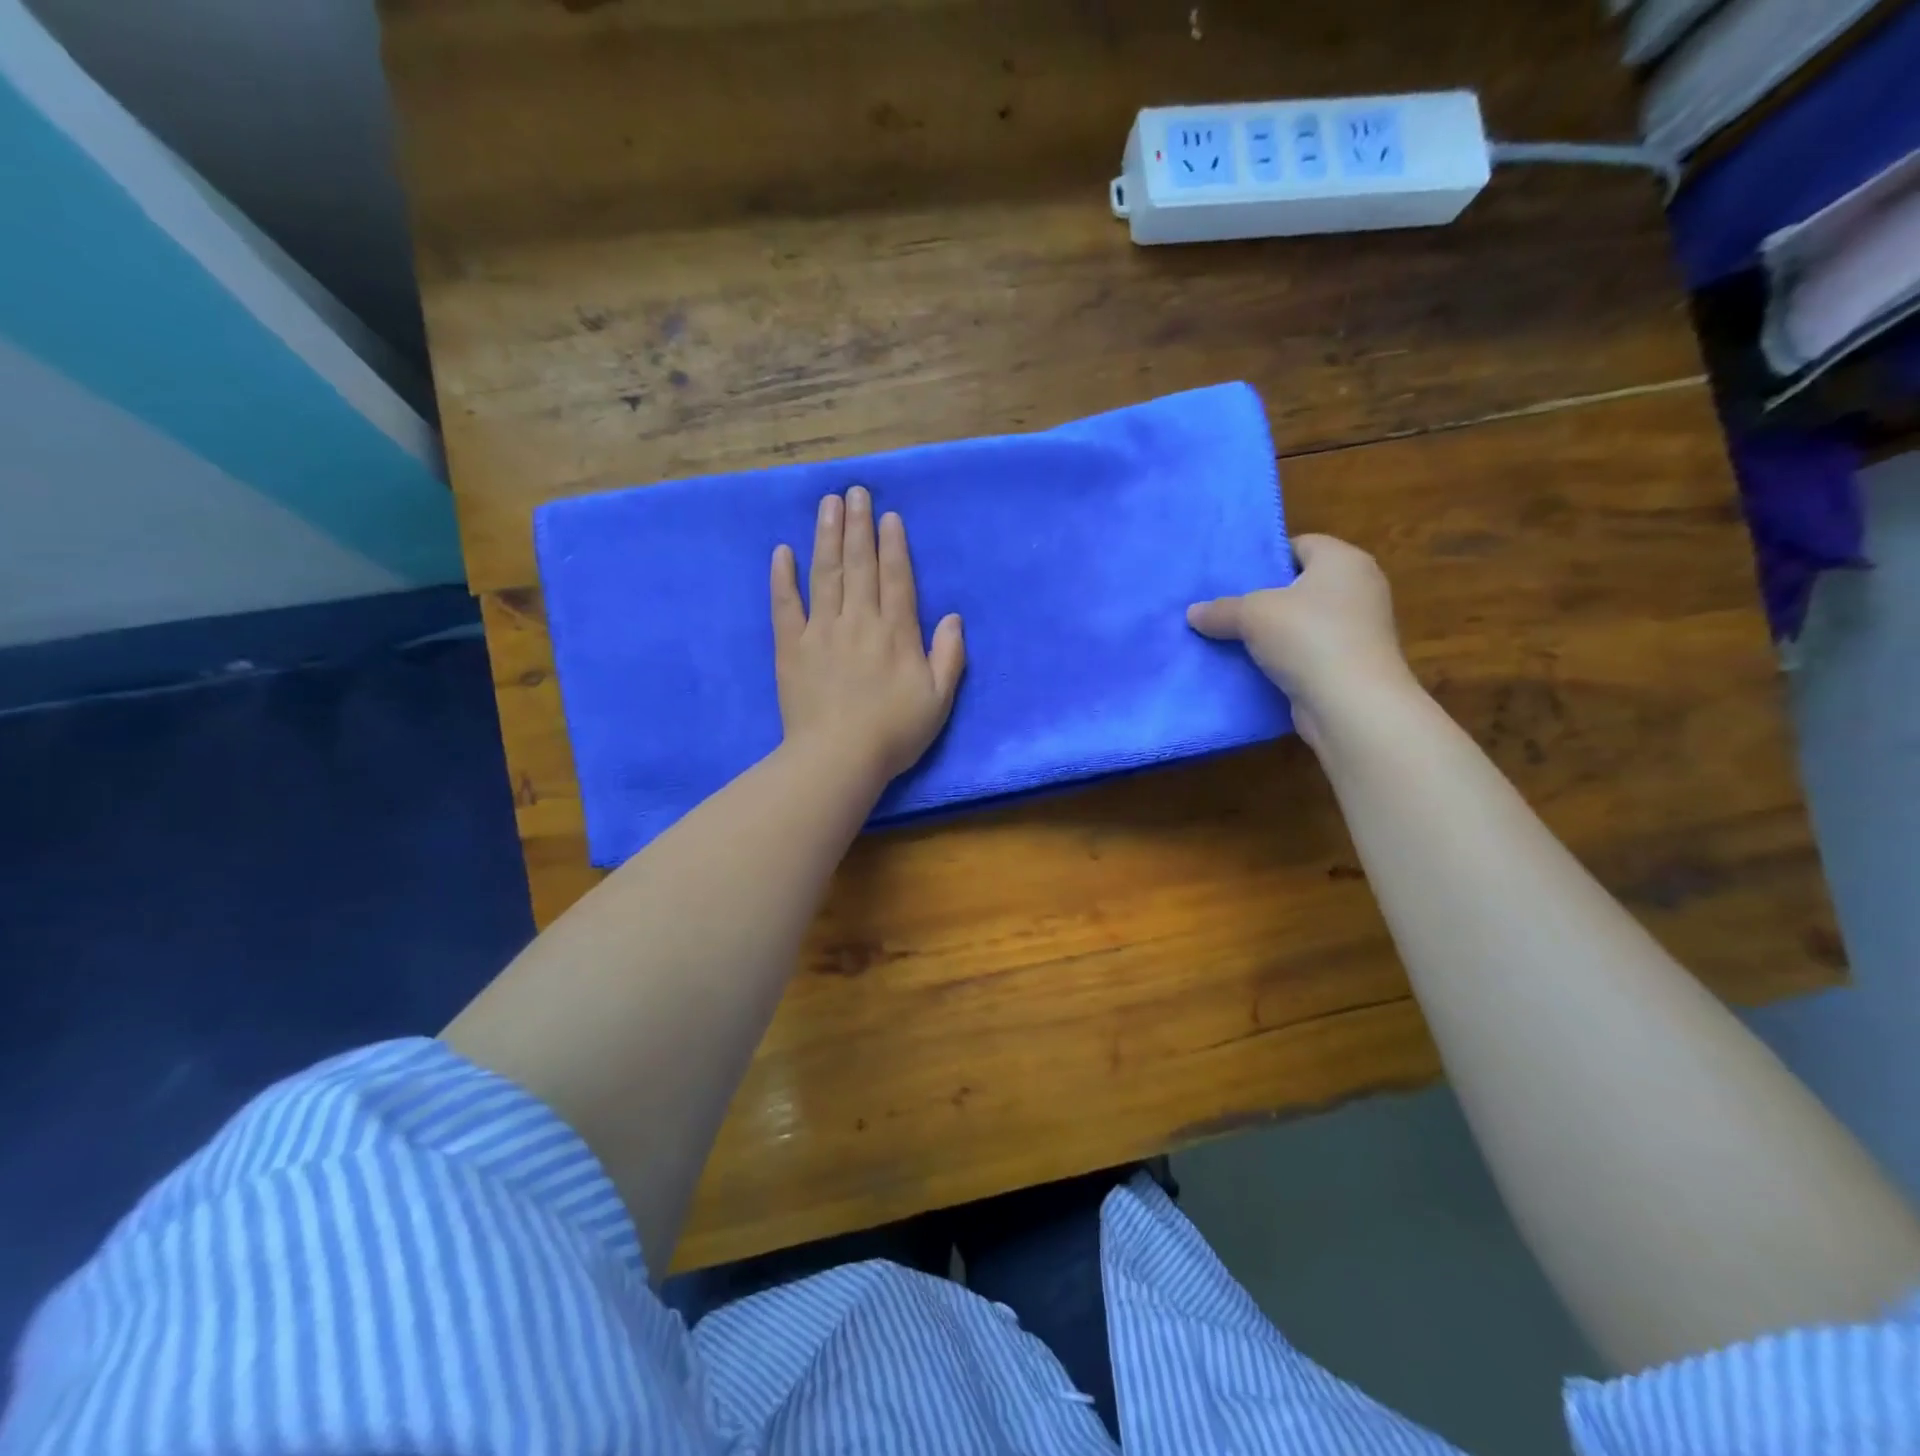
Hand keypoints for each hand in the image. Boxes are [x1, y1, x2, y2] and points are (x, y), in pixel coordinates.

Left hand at [772, 487, 965, 786]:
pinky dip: (783, 577)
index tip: (887, 515)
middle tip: (855, 491)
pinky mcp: (791, 648)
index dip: (893, 544)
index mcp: (896, 632)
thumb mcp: (938, 699)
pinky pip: (786, 605)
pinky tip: (782, 551)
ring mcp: (821, 631)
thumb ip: (949, 656)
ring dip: (826, 536)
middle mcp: (859, 621)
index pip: (895, 577)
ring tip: (828, 504)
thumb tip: (954, 617)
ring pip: (824, 574)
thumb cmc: (894, 733)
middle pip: (859, 565)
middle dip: (858, 525)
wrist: (838, 758)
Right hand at [1187, 534, 1413, 746]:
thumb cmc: (1308, 637)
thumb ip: (1221, 610)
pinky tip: (1254, 668)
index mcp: (1344, 561)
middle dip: (1266, 597)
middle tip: (1227, 608)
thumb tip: (1193, 612)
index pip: (1302, 545)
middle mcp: (1359, 588)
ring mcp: (1360, 629)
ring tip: (1232, 639)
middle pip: (1302, 584)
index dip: (1267, 558)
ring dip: (1273, 632)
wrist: (1351, 704)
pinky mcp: (1353, 663)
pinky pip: (1310, 651)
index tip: (1234, 578)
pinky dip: (1286, 658)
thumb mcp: (1252, 614)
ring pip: (1304, 621)